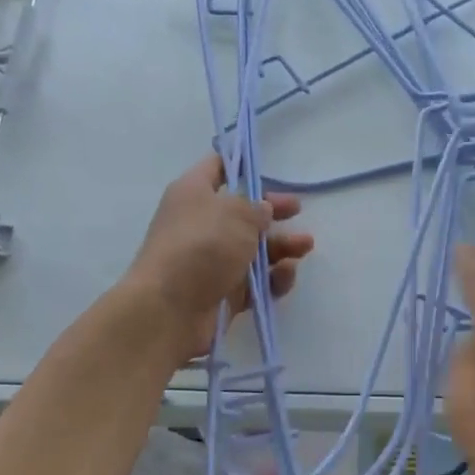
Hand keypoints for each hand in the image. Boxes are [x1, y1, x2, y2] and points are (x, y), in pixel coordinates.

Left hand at [124, 153, 313, 364]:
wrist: (169, 310)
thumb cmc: (201, 246)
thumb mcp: (236, 214)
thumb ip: (256, 208)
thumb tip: (262, 210)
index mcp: (194, 194)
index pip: (216, 168)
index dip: (240, 164)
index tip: (266, 165)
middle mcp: (201, 224)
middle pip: (242, 212)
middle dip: (272, 212)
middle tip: (297, 210)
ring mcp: (212, 261)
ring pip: (253, 249)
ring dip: (281, 246)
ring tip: (305, 246)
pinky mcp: (223, 292)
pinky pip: (255, 282)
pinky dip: (273, 278)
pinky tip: (286, 274)